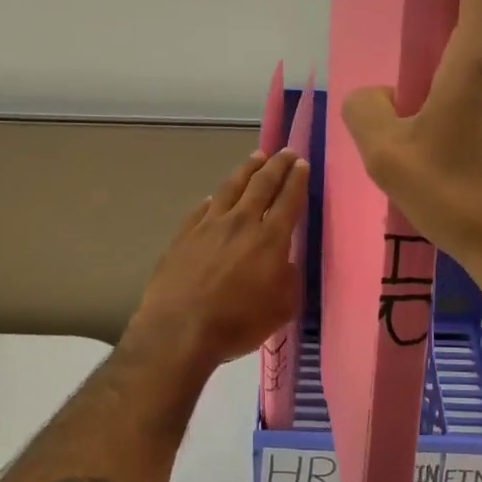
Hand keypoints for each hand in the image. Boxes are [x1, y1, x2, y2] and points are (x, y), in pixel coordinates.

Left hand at [124, 149, 311, 373]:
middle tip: (286, 152)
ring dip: (247, 170)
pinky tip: (215, 197)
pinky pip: (202, 208)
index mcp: (270, 239)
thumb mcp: (282, 308)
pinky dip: (214, 199)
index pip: (288, 200)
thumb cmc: (238, 323)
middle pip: (262, 184)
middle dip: (276, 166)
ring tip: (256, 157)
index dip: (297, 180)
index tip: (302, 164)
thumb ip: (289, 279)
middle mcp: (241, 222)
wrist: (179, 329)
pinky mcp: (184, 235)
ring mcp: (209, 225)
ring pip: (231, 187)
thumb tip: (286, 262)